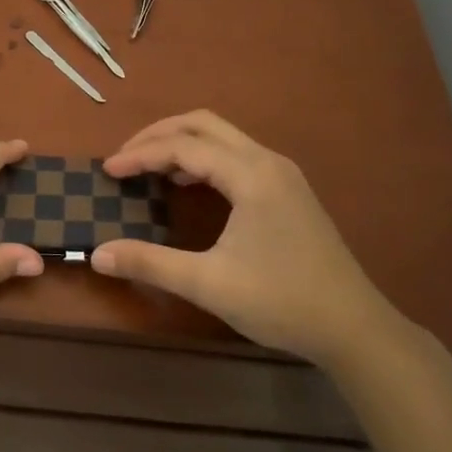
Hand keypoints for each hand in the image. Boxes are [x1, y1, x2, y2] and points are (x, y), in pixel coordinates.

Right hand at [92, 111, 400, 367]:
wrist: (354, 328)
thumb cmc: (282, 302)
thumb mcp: (209, 284)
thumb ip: (151, 263)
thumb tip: (98, 254)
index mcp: (251, 175)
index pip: (183, 147)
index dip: (141, 155)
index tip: (108, 170)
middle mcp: (267, 161)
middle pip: (203, 124)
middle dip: (158, 134)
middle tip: (125, 157)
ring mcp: (282, 173)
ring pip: (222, 136)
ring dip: (182, 142)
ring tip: (148, 167)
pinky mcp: (288, 188)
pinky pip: (236, 154)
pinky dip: (204, 157)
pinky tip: (188, 183)